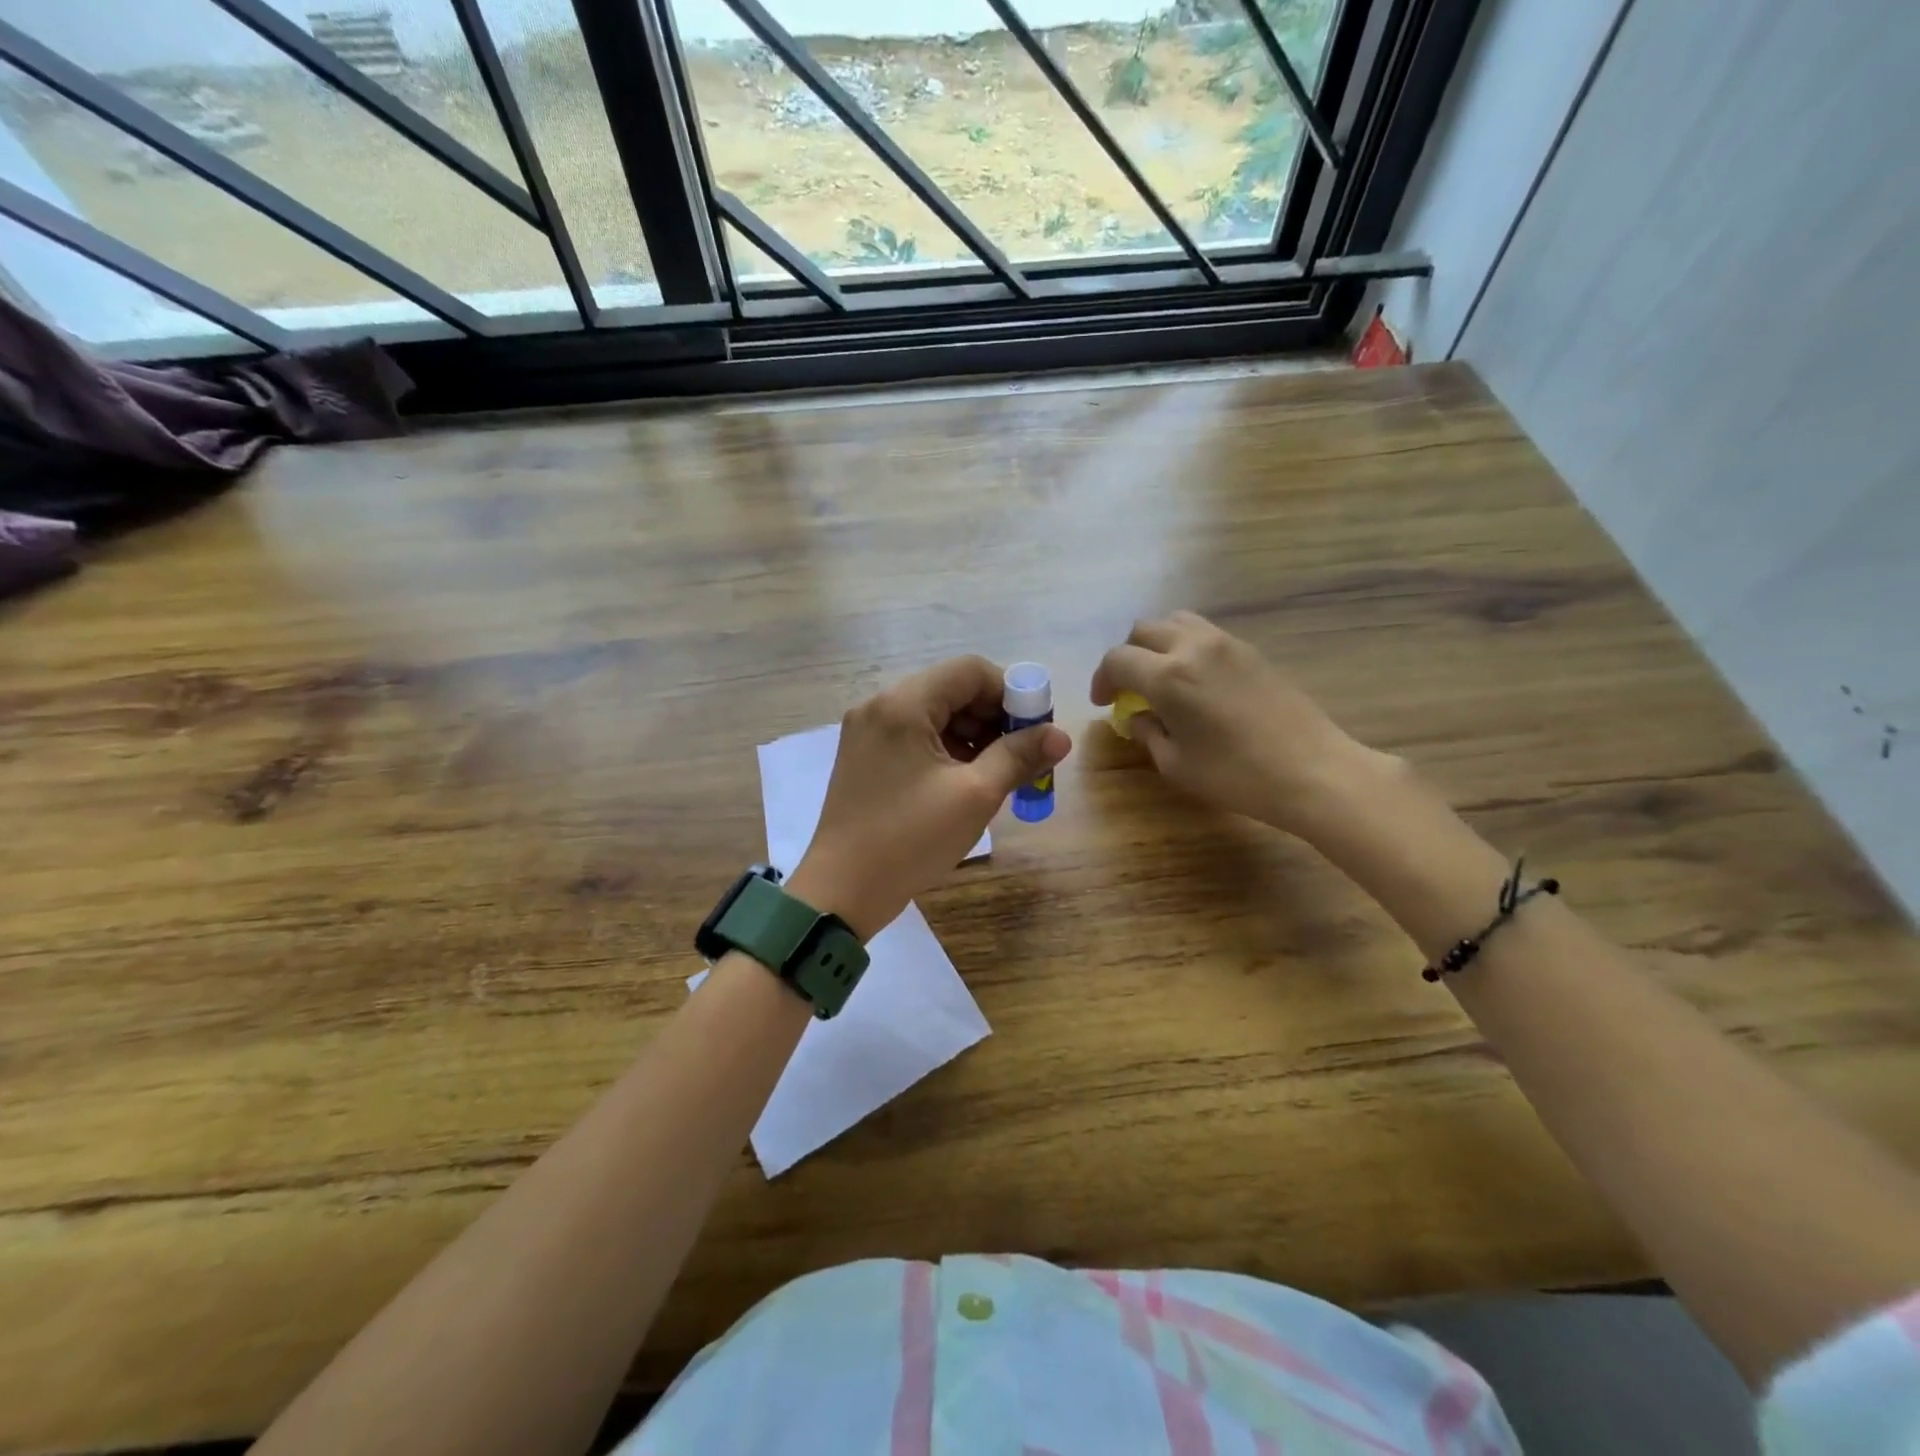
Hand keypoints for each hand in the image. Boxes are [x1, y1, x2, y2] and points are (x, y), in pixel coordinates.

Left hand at [788, 656, 1072, 938]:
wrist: (842, 891)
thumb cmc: (910, 839)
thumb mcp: (975, 796)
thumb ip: (1018, 756)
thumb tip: (1061, 734)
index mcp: (903, 704)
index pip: (970, 671)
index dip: (1011, 693)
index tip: (1034, 731)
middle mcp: (880, 705)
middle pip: (951, 689)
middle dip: (993, 717)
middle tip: (1021, 756)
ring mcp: (867, 731)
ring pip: (934, 714)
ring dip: (972, 735)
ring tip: (997, 774)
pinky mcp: (864, 756)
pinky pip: (915, 736)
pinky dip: (946, 750)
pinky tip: (965, 781)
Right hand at [1090, 612, 1380, 837]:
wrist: (1312, 770)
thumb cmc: (1236, 775)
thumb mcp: (1176, 764)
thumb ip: (1148, 733)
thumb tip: (1138, 716)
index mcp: (1168, 677)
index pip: (1118, 660)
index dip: (1102, 679)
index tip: (1104, 703)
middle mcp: (1193, 647)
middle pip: (1144, 630)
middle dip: (1127, 656)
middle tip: (1128, 687)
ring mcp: (1226, 643)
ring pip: (1176, 621)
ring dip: (1157, 643)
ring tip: (1160, 675)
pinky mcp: (1251, 650)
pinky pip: (1205, 633)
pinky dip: (1186, 645)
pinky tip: (1194, 679)